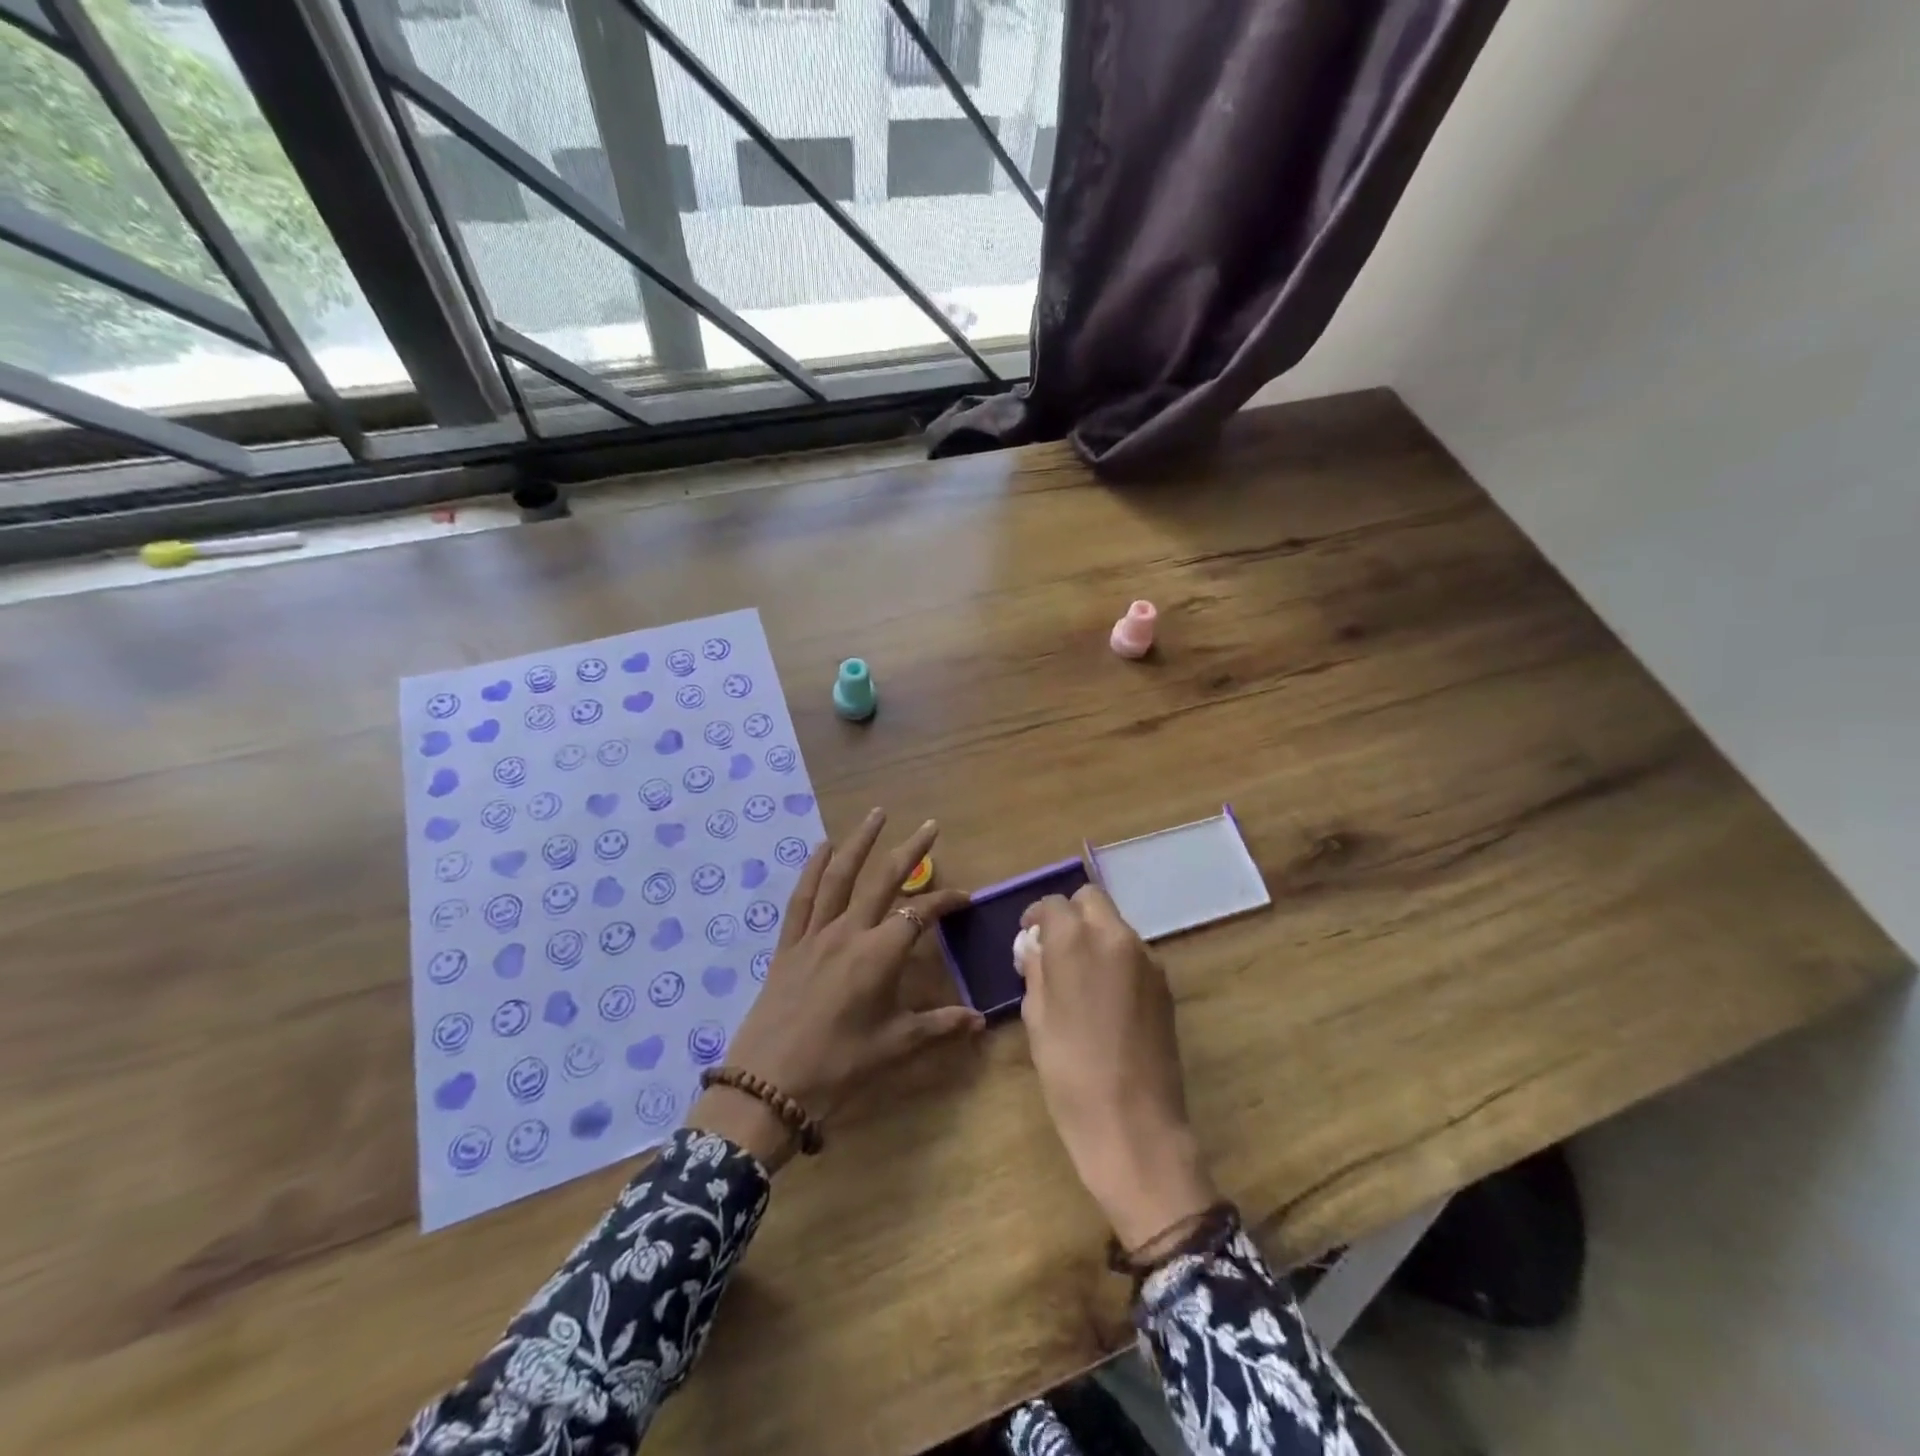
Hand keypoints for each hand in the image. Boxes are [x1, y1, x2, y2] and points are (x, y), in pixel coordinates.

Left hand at [688, 810, 981, 1170]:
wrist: (769, 1086)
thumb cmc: (838, 1066)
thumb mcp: (895, 1046)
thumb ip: (940, 1026)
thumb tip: (980, 1020)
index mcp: (879, 954)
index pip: (920, 914)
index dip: (945, 902)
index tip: (965, 898)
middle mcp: (849, 932)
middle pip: (883, 879)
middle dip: (910, 851)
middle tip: (929, 826)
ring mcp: (815, 934)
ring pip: (840, 877)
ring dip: (859, 842)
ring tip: (876, 814)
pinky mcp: (788, 945)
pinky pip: (801, 898)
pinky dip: (812, 869)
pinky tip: (822, 847)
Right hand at [1018, 886, 1218, 1249]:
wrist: (1134, 1124)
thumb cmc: (1069, 1072)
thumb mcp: (1037, 1018)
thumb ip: (1036, 971)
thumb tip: (1035, 948)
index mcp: (1076, 941)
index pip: (1054, 904)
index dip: (1037, 916)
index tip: (1029, 938)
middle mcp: (1116, 937)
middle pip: (1091, 900)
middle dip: (1070, 915)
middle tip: (1055, 949)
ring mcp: (1147, 959)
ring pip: (1115, 926)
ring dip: (1095, 936)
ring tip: (1080, 978)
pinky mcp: (1165, 984)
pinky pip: (1134, 954)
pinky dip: (1116, 959)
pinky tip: (1106, 998)